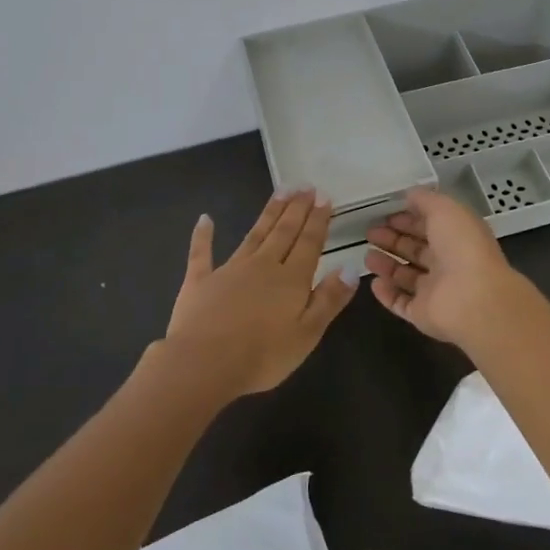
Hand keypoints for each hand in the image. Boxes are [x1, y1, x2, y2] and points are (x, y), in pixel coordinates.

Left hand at [161, 188, 357, 397]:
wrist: (203, 364)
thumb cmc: (262, 355)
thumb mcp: (307, 334)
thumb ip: (329, 299)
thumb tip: (349, 267)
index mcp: (291, 279)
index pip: (309, 243)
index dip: (318, 220)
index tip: (324, 197)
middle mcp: (262, 266)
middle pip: (284, 232)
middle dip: (297, 208)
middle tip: (305, 186)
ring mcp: (229, 270)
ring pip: (254, 234)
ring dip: (269, 213)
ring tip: (281, 191)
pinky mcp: (200, 281)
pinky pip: (202, 253)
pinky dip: (203, 235)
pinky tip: (205, 219)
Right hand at [364, 186, 531, 347]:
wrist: (474, 299)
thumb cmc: (461, 247)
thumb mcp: (445, 209)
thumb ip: (425, 200)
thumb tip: (409, 194)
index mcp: (457, 237)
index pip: (429, 226)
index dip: (408, 219)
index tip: (384, 214)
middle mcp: (447, 263)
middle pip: (416, 250)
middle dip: (393, 240)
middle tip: (369, 233)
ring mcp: (435, 291)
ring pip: (406, 276)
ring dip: (387, 265)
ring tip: (367, 256)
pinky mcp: (423, 314)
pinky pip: (401, 303)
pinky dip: (387, 294)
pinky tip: (373, 283)